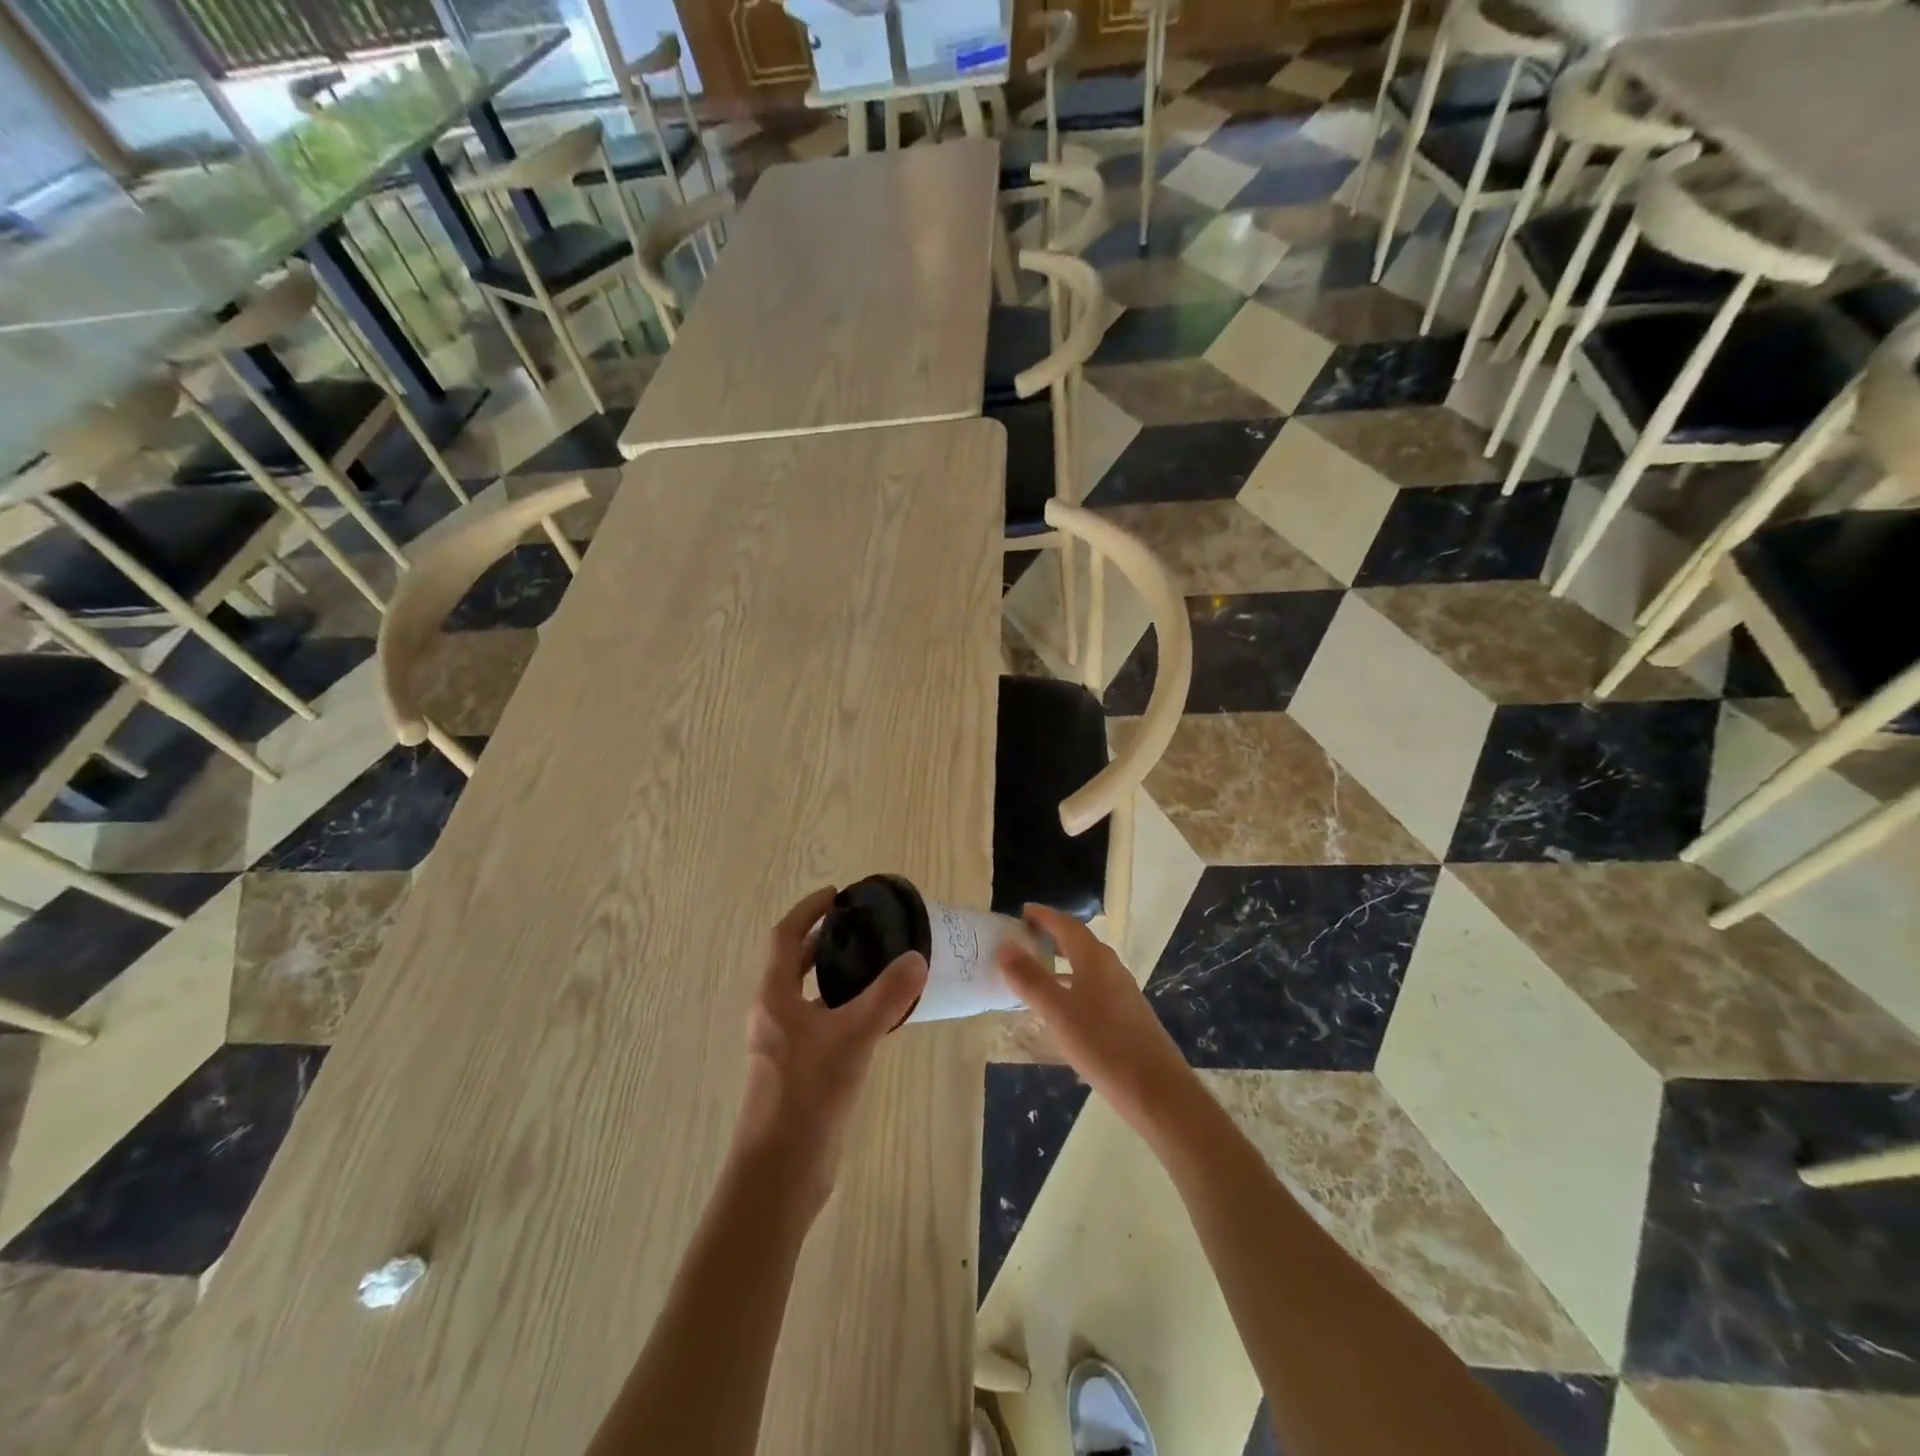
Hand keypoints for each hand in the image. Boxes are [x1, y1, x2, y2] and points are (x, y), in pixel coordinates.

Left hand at [731, 887, 927, 1215]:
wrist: (781, 1172)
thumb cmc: (809, 1094)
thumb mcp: (853, 1037)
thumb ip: (887, 996)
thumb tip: (916, 958)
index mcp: (774, 997)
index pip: (785, 937)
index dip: (808, 911)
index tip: (837, 895)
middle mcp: (773, 1014)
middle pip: (793, 963)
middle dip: (822, 939)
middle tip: (861, 927)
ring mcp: (783, 1044)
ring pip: (807, 993)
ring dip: (832, 973)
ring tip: (874, 964)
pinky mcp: (796, 1070)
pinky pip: (818, 1021)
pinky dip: (840, 1005)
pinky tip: (872, 1015)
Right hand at [996, 904, 1196, 1130]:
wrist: (1157, 1090)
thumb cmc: (1103, 1045)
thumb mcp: (1058, 1013)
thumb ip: (1031, 979)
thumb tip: (1005, 947)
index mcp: (1095, 958)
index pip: (1066, 925)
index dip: (1044, 916)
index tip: (1022, 912)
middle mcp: (1110, 967)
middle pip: (1077, 942)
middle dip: (1051, 937)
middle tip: (1023, 939)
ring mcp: (1121, 991)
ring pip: (1085, 966)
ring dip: (1060, 963)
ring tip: (1034, 973)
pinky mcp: (1126, 1014)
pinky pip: (1091, 987)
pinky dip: (1071, 985)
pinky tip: (1060, 1009)